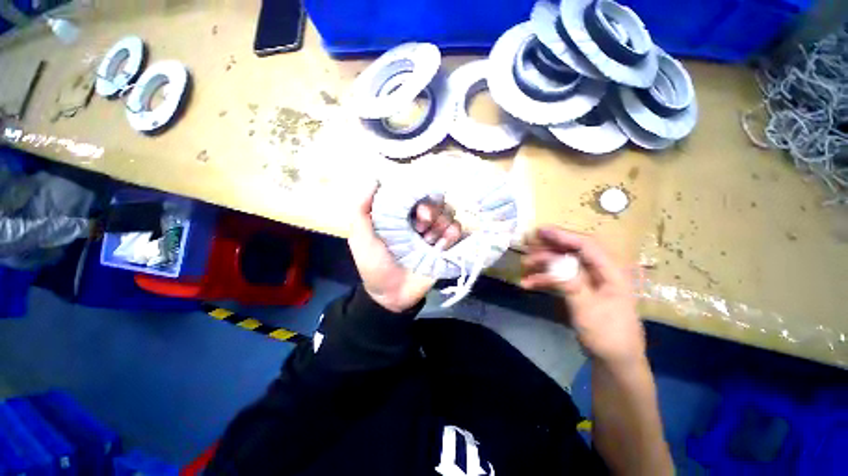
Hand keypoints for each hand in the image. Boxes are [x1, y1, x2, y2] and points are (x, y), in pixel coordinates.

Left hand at [348, 182, 462, 312]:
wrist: (391, 296)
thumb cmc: (374, 265)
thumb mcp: (361, 237)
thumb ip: (361, 209)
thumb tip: (374, 178)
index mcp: (402, 216)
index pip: (417, 194)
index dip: (419, 195)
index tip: (415, 207)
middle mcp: (420, 221)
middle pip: (436, 202)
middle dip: (431, 211)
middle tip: (422, 226)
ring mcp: (434, 234)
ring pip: (448, 215)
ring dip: (441, 224)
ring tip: (429, 240)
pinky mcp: (445, 248)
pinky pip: (457, 232)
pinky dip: (452, 235)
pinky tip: (440, 246)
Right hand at [520, 227, 644, 366]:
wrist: (614, 360)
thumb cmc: (608, 336)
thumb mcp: (588, 311)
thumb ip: (571, 284)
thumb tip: (552, 262)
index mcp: (612, 272)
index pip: (587, 245)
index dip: (563, 236)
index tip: (540, 231)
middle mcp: (601, 271)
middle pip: (572, 251)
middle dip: (549, 247)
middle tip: (527, 245)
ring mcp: (589, 280)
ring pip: (563, 263)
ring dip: (543, 264)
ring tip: (524, 265)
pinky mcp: (580, 289)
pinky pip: (560, 277)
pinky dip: (544, 279)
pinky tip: (528, 283)